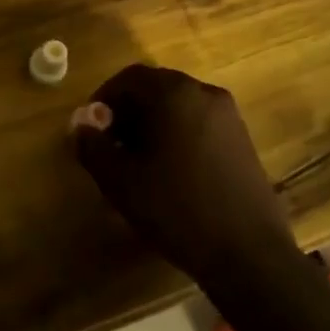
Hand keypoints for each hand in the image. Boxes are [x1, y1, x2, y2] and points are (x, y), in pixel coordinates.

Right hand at [72, 64, 294, 279]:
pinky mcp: (242, 139)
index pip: (129, 77)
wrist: (249, 253)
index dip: (104, 98)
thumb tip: (80, 121)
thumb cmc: (177, 210)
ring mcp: (228, 116)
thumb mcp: (121, 181)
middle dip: (127, 110)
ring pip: (178, 106)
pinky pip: (198, 122)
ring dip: (152, 123)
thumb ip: (93, 145)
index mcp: (175, 94)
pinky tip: (169, 170)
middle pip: (156, 88)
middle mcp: (204, 93)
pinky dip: (176, 133)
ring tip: (137, 160)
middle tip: (110, 145)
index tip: (91, 129)